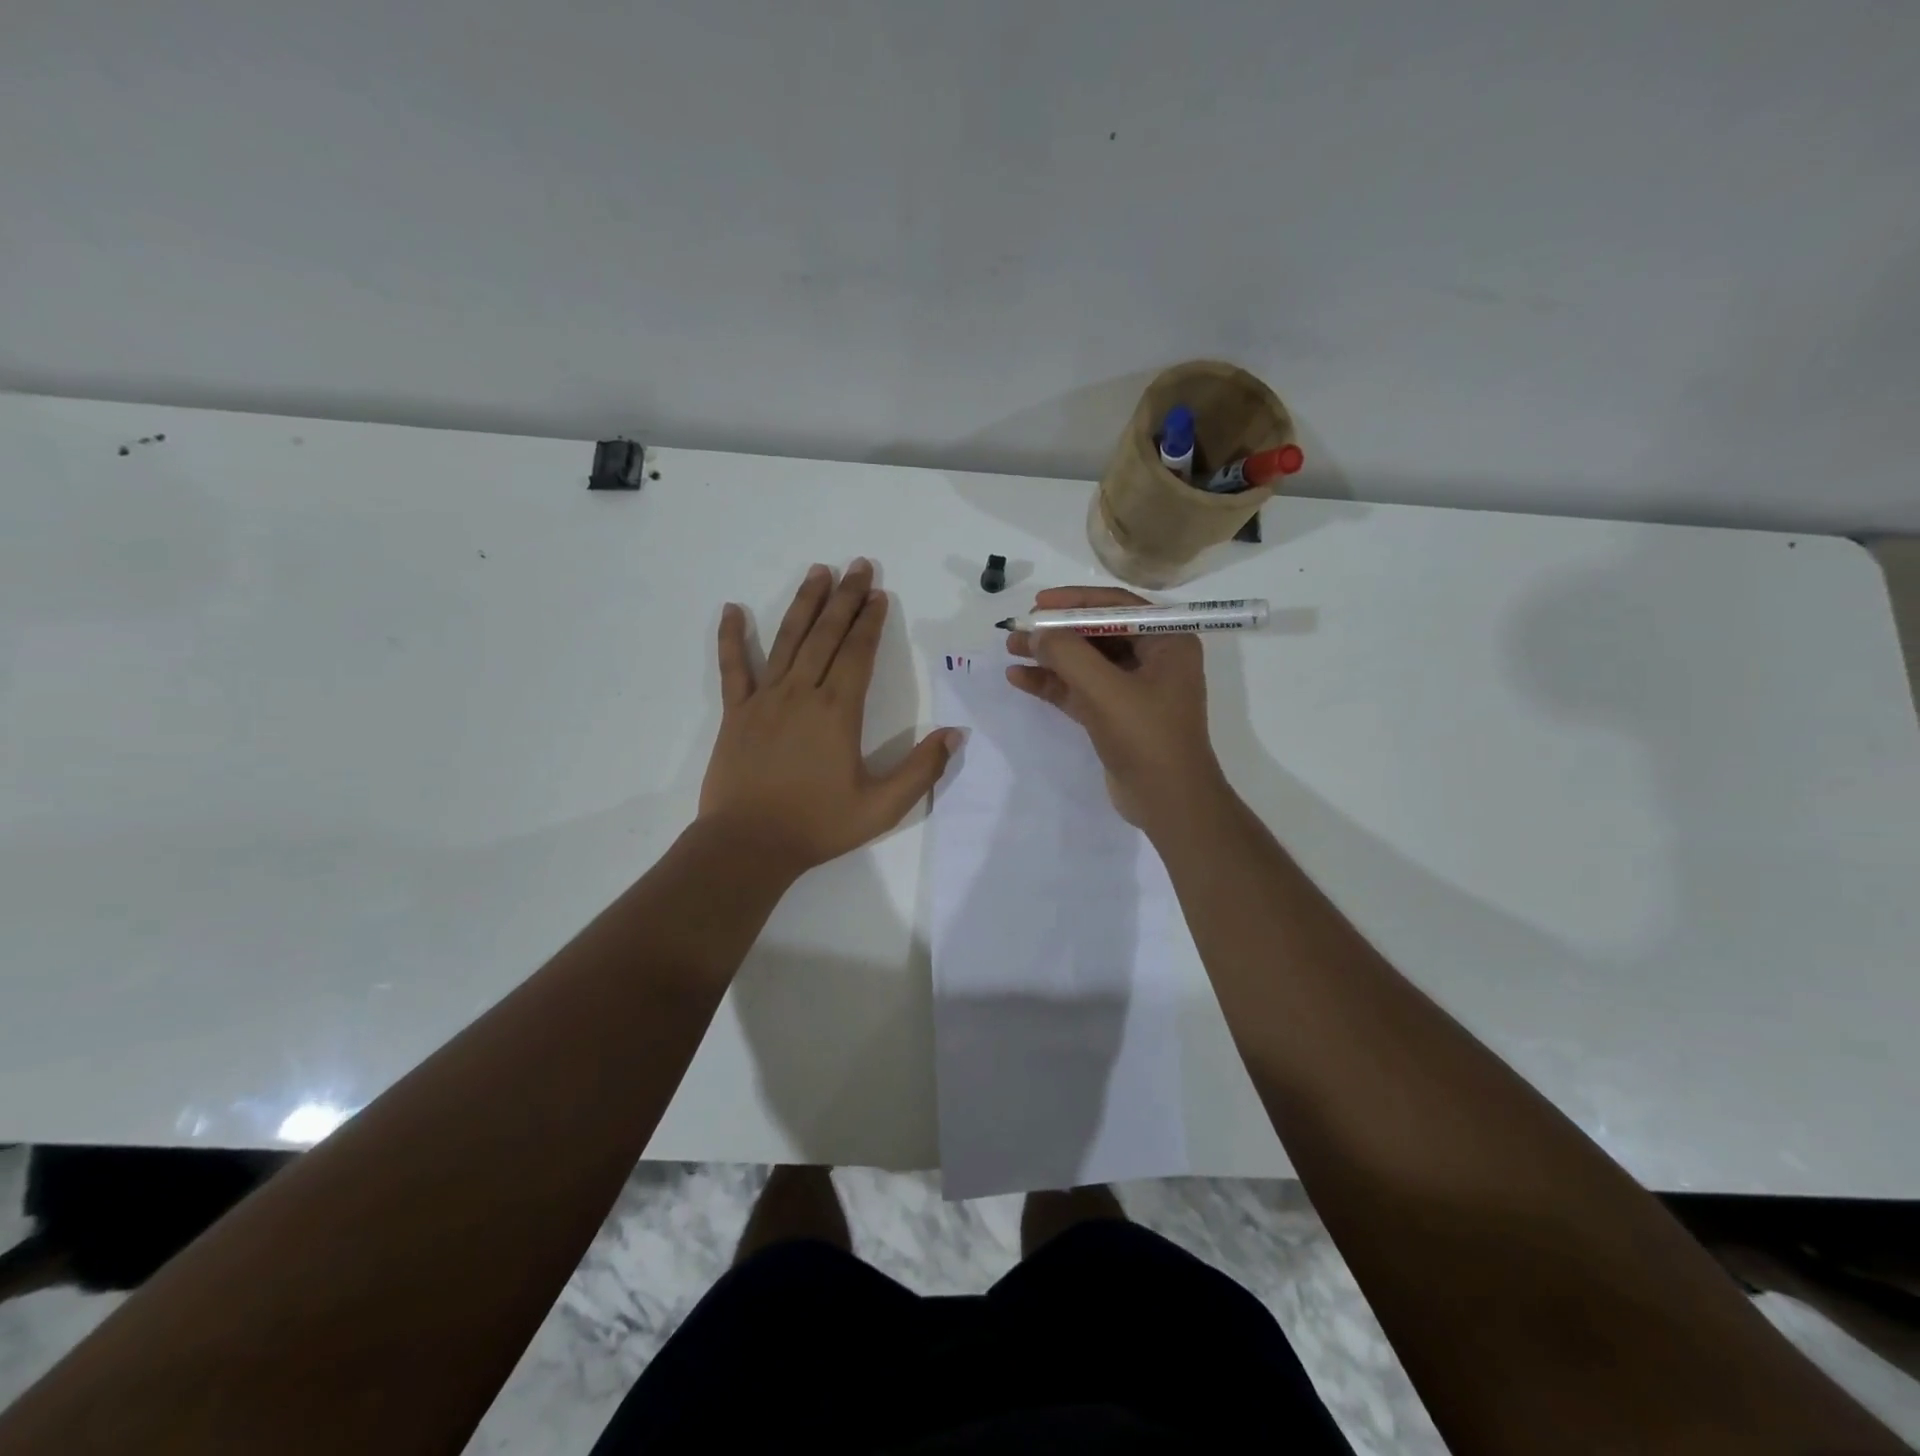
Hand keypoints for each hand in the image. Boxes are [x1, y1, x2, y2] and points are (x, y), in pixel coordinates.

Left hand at [700, 559, 958, 874]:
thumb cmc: (817, 825)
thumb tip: (956, 735)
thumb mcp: (882, 806)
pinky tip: (731, 609)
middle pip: (826, 635)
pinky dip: (732, 638)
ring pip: (787, 640)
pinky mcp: (735, 713)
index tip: (879, 594)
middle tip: (857, 565)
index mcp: (837, 711)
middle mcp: (801, 693)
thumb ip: (921, 769)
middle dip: (844, 598)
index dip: (870, 621)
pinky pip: (733, 668)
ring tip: (817, 571)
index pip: (858, 653)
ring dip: (804, 604)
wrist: (748, 845)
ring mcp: (764, 700)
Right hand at [1006, 586, 1225, 831]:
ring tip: (1010, 649)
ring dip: (1050, 656)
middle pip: (1098, 633)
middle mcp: (1154, 659)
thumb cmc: (1147, 738)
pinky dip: (1053, 684)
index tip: (1038, 604)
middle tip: (1019, 628)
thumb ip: (1068, 655)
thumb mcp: (1105, 690)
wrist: (1168, 802)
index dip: (1075, 601)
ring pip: (1086, 662)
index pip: (1117, 606)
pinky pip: (1081, 689)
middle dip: (1057, 631)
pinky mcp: (1116, 715)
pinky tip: (1020, 678)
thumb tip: (1036, 633)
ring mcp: (1134, 689)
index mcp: (1167, 642)